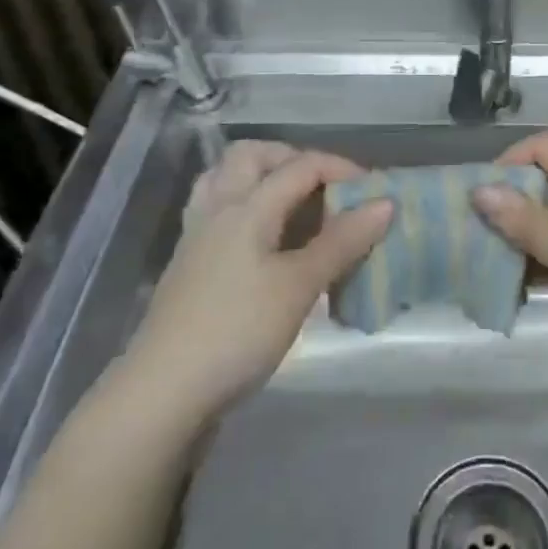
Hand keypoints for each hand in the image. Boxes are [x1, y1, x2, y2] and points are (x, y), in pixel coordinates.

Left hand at [122, 141, 391, 430]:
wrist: (163, 392)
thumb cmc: (237, 331)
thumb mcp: (298, 286)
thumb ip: (342, 242)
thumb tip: (385, 203)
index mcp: (246, 206)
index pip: (300, 166)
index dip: (341, 169)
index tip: (375, 192)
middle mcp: (218, 209)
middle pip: (252, 156)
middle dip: (293, 160)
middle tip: (324, 188)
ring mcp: (197, 236)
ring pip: (226, 180)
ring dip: (262, 178)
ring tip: (293, 204)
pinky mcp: (189, 265)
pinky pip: (217, 211)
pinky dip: (245, 208)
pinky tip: (265, 241)